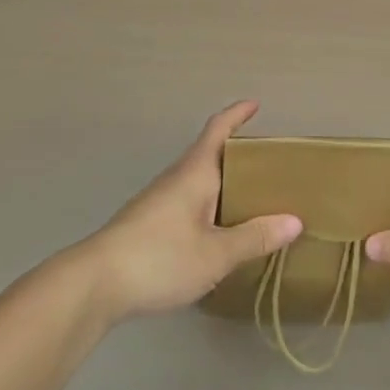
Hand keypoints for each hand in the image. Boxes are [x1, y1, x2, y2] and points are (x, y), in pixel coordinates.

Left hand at [76, 101, 301, 323]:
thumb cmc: (159, 257)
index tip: (255, 104)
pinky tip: (217, 233)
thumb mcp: (215, 253)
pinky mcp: (148, 224)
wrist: (93, 284)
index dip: (237, 114)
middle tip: (269, 165)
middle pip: (210, 154)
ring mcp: (159, 200)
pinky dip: (209, 206)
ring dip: (223, 183)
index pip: (218, 129)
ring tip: (250, 200)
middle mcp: (177, 177)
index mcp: (195, 171)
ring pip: (198, 181)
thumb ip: (254, 238)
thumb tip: (295, 221)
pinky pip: (188, 202)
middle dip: (238, 155)